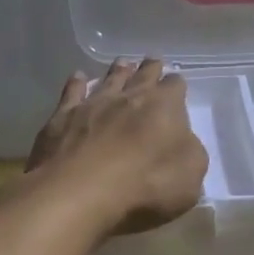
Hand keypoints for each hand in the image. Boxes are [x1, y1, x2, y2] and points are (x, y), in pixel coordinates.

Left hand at [25, 59, 207, 236]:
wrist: (79, 192)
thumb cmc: (145, 185)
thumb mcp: (189, 177)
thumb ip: (190, 153)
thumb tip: (183, 142)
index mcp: (164, 107)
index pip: (175, 86)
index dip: (177, 87)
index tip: (177, 88)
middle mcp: (129, 96)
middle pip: (143, 74)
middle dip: (150, 69)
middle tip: (153, 62)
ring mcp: (94, 103)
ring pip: (109, 79)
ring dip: (118, 71)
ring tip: (123, 63)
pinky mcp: (63, 117)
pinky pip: (72, 92)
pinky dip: (77, 83)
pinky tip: (78, 77)